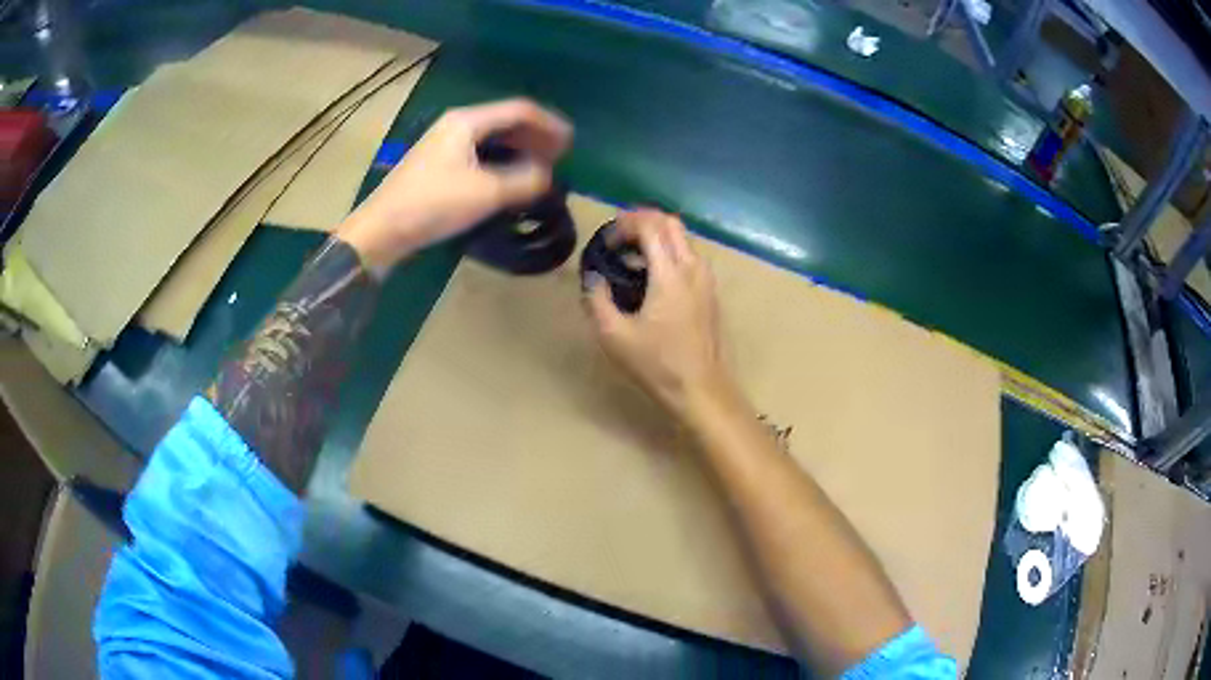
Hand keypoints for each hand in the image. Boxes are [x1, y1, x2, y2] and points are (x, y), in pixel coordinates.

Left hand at [338, 98, 572, 273]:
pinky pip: (480, 153)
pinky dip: (501, 161)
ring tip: (541, 168)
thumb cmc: (432, 204)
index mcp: (467, 121)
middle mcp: (456, 125)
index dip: (549, 123)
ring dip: (520, 150)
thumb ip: (524, 180)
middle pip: (505, 121)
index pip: (519, 110)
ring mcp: (444, 144)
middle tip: (560, 156)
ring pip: (492, 138)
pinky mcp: (438, 164)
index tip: (571, 142)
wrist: (381, 230)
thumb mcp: (486, 193)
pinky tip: (511, 178)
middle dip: (536, 136)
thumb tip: (548, 175)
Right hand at [584, 209, 736, 418]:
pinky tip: (652, 275)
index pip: (650, 226)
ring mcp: (706, 279)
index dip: (624, 224)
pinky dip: (670, 251)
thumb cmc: (657, 365)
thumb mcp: (615, 336)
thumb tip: (593, 277)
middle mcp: (693, 268)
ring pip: (683, 238)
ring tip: (632, 256)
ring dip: (657, 235)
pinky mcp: (710, 292)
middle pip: (670, 223)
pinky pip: (690, 255)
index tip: (605, 241)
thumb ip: (597, 300)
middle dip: (642, 221)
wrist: (701, 389)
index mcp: (670, 274)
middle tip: (618, 239)